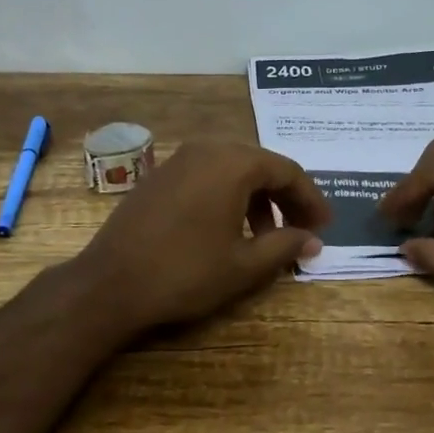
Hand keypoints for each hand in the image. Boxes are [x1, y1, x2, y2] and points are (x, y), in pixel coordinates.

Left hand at [72, 142, 329, 334]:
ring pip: (232, 170)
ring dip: (255, 200)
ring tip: (264, 240)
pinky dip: (227, 197)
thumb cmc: (185, 272)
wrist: (110, 283)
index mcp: (232, 162)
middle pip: (260, 166)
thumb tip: (313, 240)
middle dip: (285, 199)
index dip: (310, 199)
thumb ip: (284, 246)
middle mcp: (206, 149)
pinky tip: (227, 231)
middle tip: (301, 231)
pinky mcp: (158, 176)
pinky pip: (206, 176)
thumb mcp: (243, 265)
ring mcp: (178, 160)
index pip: (286, 171)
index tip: (324, 227)